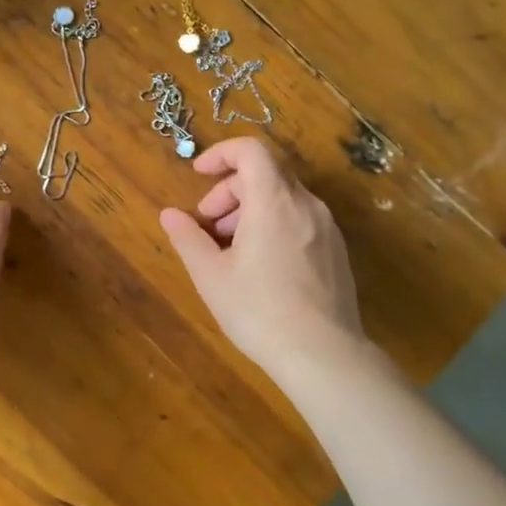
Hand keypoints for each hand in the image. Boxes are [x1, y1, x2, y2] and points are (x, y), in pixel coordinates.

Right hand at [159, 138, 365, 376]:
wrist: (324, 355)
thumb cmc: (259, 311)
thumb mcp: (211, 275)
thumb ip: (188, 238)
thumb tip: (169, 214)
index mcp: (274, 201)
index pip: (251, 150)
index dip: (221, 154)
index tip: (198, 174)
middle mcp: (306, 204)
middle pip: (265, 174)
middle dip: (229, 191)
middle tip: (208, 226)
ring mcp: (327, 227)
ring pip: (283, 198)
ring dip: (250, 210)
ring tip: (230, 249)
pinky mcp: (336, 250)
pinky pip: (300, 219)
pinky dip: (274, 224)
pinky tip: (260, 266)